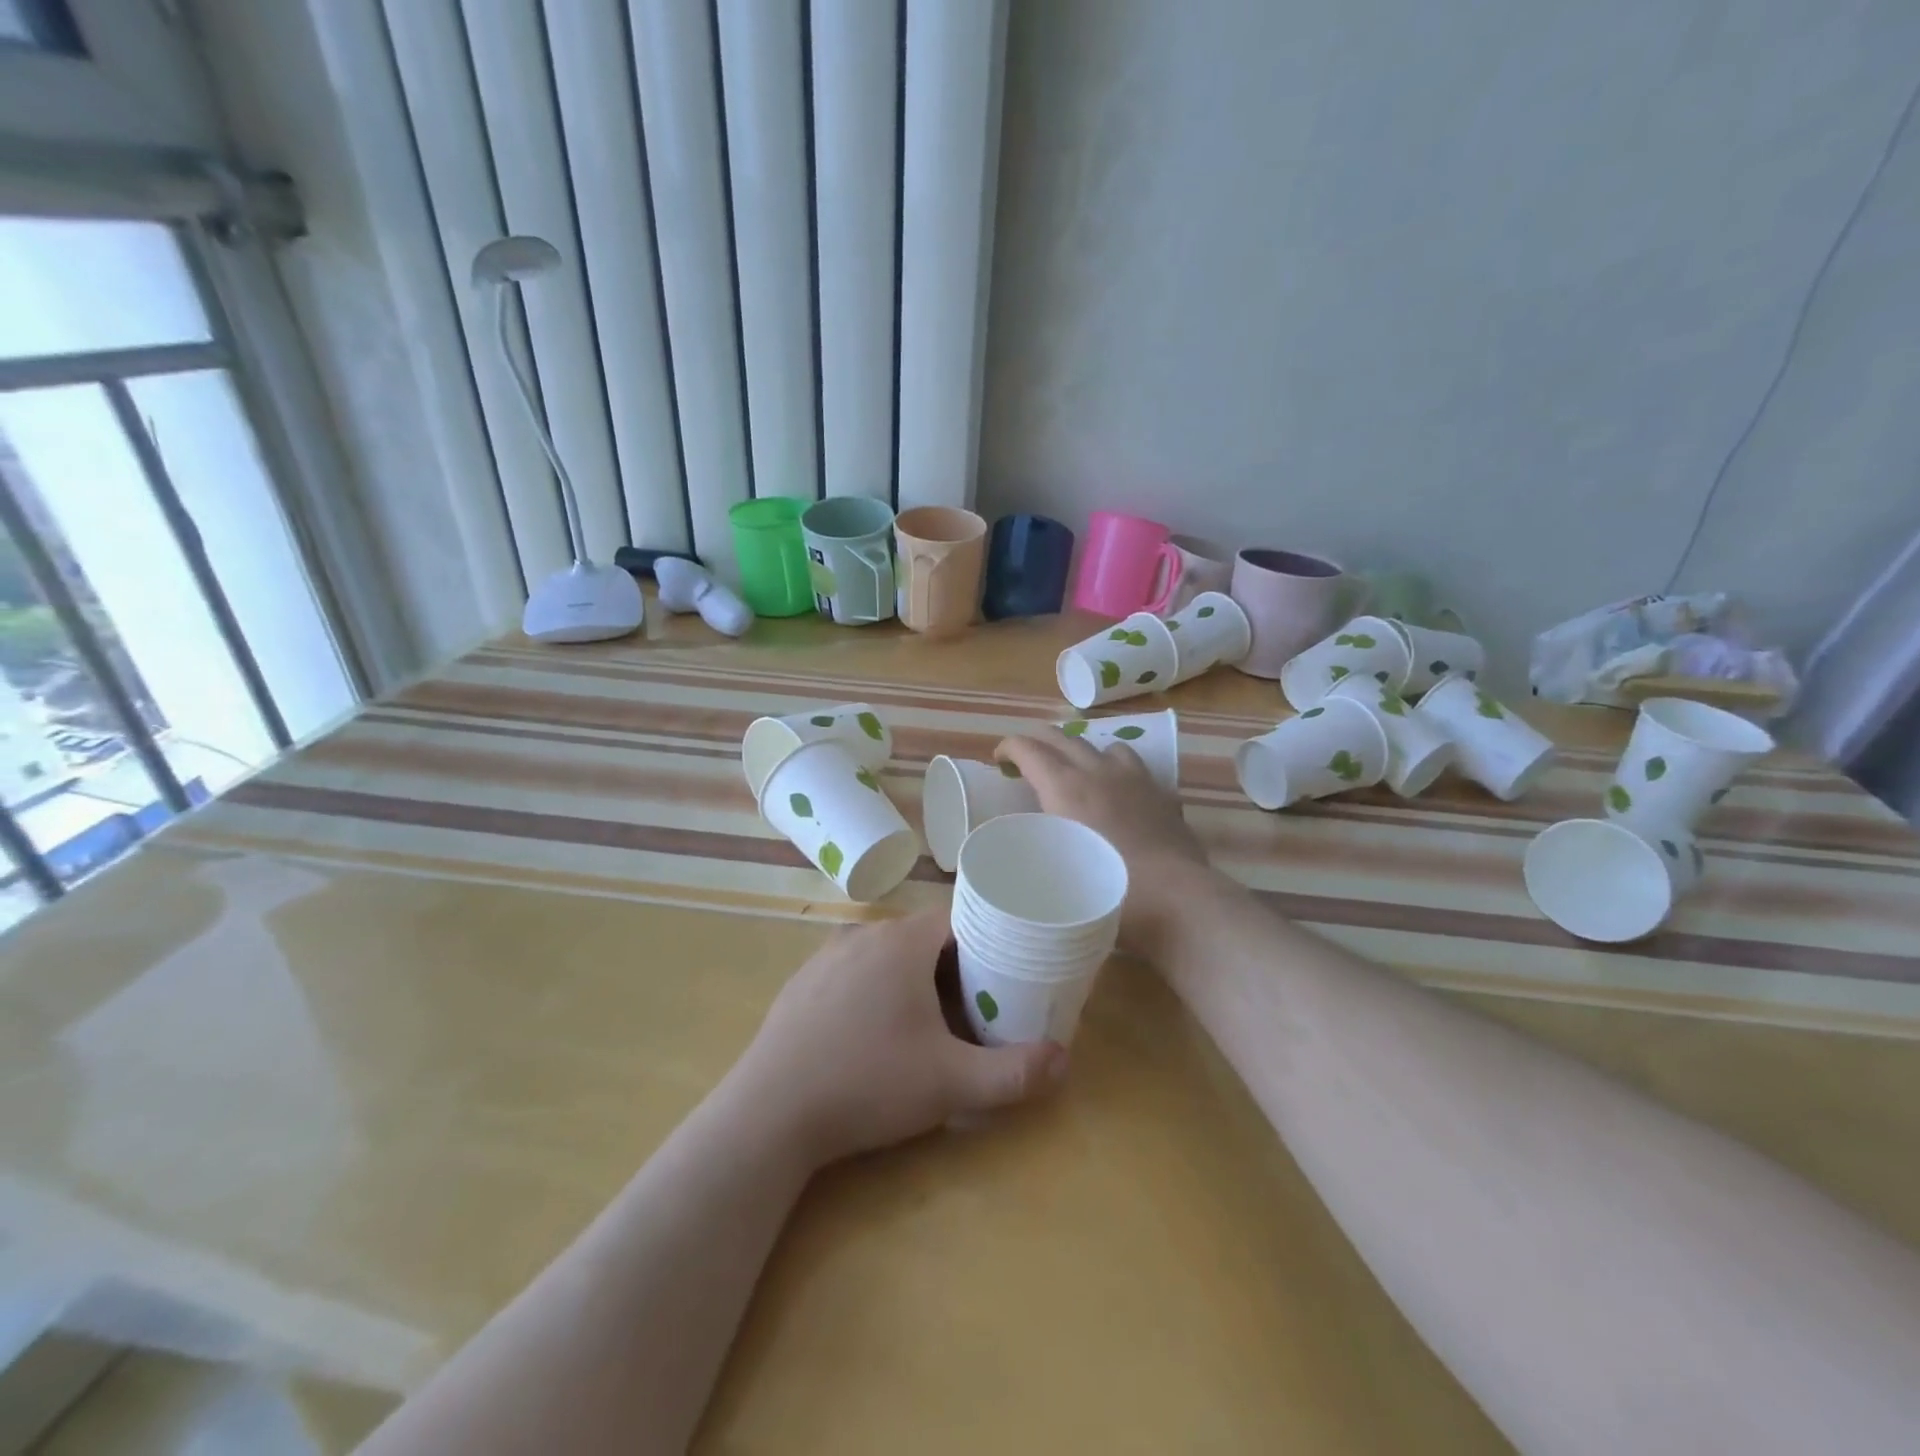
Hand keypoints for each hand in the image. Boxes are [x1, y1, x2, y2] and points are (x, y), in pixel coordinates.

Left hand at [730, 909, 1067, 1167]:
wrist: (769, 1114)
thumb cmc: (867, 1083)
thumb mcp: (950, 1084)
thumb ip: (1014, 1072)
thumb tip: (1065, 1060)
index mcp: (902, 942)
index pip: (959, 918)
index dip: (988, 940)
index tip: (1005, 972)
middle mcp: (864, 934)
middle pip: (924, 937)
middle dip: (954, 965)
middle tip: (975, 1006)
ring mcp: (826, 956)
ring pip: (887, 954)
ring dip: (913, 977)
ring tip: (929, 1021)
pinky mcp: (802, 983)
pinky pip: (853, 971)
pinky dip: (874, 989)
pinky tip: (873, 1033)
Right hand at [995, 728, 1211, 951]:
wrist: (1175, 901)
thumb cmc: (1107, 892)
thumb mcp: (1055, 872)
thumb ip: (1039, 847)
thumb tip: (1030, 842)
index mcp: (1065, 787)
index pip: (1028, 749)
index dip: (1008, 747)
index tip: (998, 758)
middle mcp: (1098, 772)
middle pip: (1063, 738)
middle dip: (1039, 741)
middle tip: (1026, 757)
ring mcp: (1135, 780)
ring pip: (1105, 747)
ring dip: (1084, 754)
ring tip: (1078, 773)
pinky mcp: (1162, 795)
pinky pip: (1136, 770)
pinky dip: (1119, 774)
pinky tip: (1120, 796)